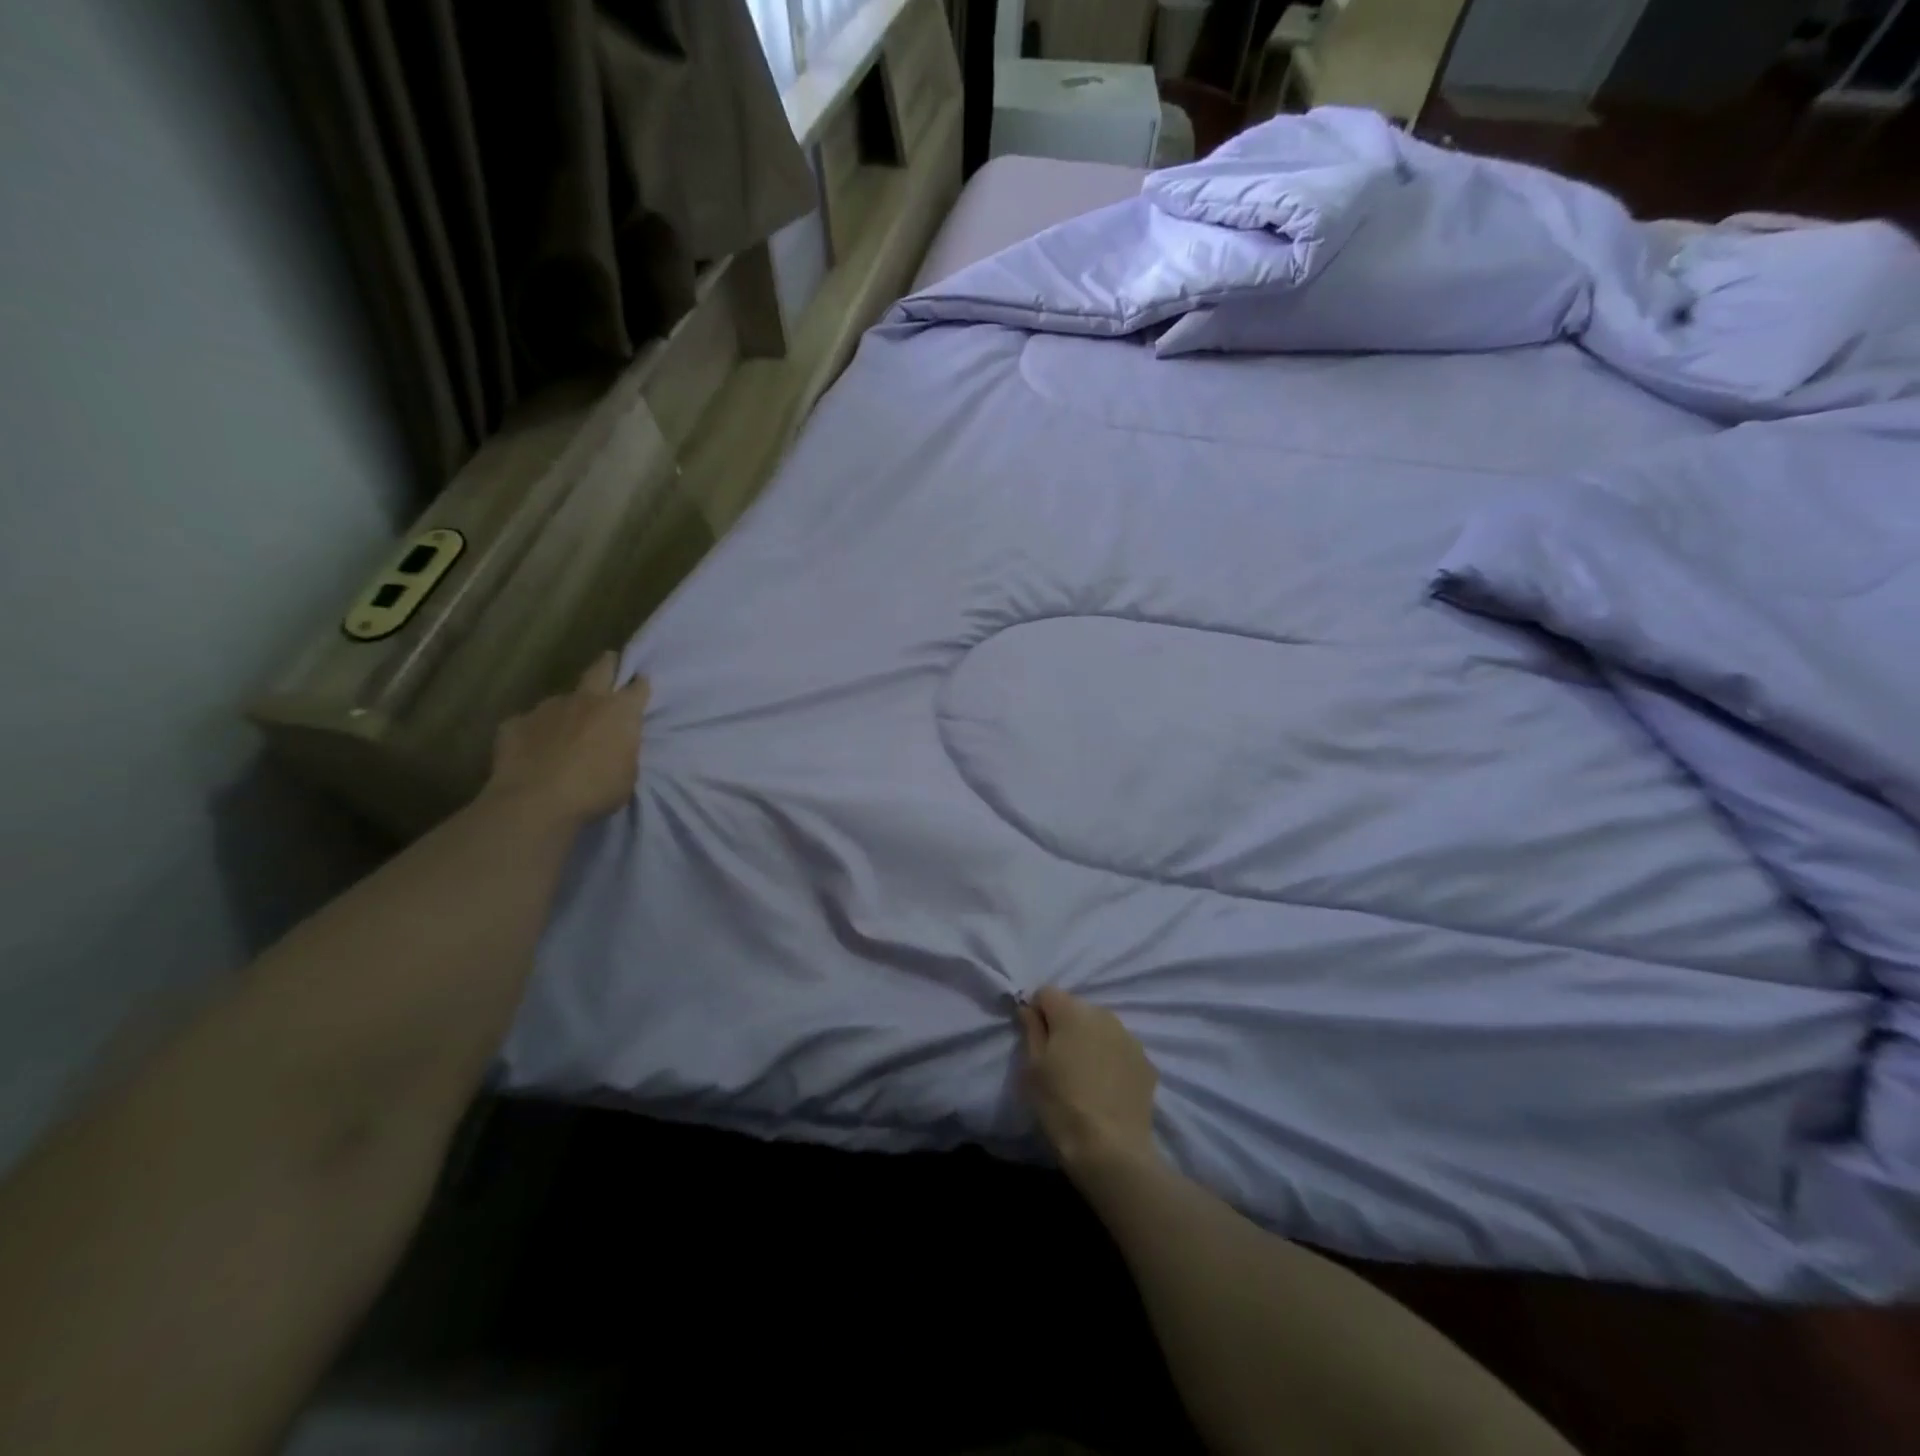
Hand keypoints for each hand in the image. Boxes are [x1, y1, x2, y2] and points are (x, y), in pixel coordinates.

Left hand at [485, 652, 649, 823]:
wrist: (537, 802)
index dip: (639, 685)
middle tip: (610, 668)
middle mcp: (585, 700)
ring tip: (564, 733)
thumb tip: (615, 743)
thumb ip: (624, 750)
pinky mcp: (515, 723)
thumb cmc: (596, 791)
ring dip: (567, 710)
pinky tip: (532, 752)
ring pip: (562, 699)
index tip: (640, 687)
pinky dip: (534, 733)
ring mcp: (547, 708)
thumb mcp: (627, 774)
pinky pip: (529, 723)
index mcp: (619, 712)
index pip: (638, 686)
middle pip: (601, 667)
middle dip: (608, 665)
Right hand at [1018, 987, 1161, 1179]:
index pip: (1047, 993)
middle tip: (1059, 1061)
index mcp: (1072, 1012)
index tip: (1034, 1039)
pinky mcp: (1146, 1062)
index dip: (1037, 1012)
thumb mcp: (1033, 1068)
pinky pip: (1120, 1050)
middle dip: (1065, 1026)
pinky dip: (1111, 1060)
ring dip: (1090, 1041)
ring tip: (1085, 1076)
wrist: (1112, 1149)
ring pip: (1101, 1028)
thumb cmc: (1062, 1104)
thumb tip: (1029, 1008)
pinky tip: (1107, 1088)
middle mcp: (1104, 1015)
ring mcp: (1129, 1038)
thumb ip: (1031, 1030)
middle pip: (1076, 1009)